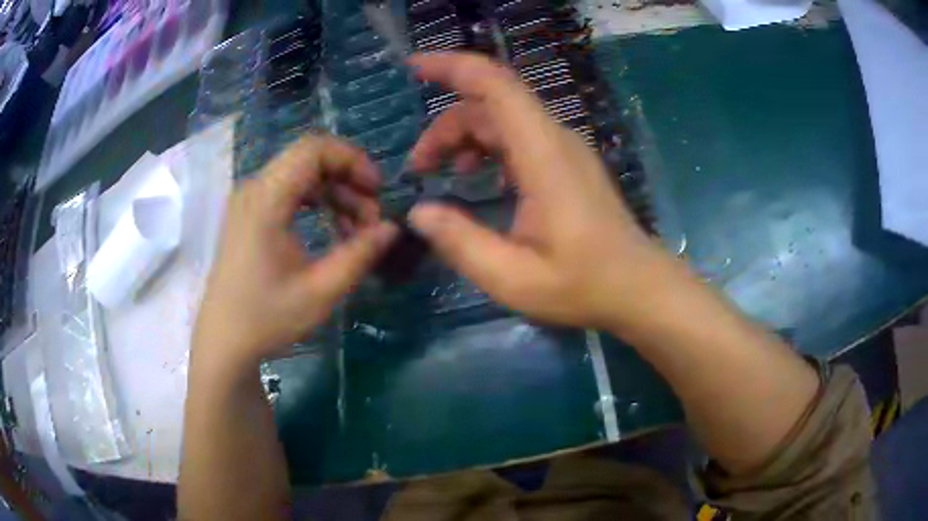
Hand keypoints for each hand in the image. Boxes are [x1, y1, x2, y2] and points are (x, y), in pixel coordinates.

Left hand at [193, 135, 397, 370]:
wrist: (224, 341)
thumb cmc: (267, 318)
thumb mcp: (321, 291)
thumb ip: (360, 254)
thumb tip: (392, 228)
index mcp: (266, 200)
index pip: (313, 149)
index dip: (352, 159)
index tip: (377, 191)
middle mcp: (254, 189)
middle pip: (309, 158)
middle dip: (348, 179)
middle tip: (371, 218)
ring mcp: (249, 200)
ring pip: (301, 174)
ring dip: (334, 193)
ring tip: (355, 230)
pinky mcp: (248, 214)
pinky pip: (289, 190)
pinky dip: (316, 202)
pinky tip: (331, 229)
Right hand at [407, 52, 678, 329]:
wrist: (637, 286)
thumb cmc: (583, 285)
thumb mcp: (514, 277)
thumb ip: (461, 242)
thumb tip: (418, 212)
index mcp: (543, 154)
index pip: (496, 86)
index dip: (452, 66)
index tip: (413, 67)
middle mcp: (555, 139)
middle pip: (491, 103)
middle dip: (445, 125)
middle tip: (418, 168)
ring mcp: (563, 148)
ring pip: (502, 118)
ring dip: (464, 136)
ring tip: (440, 173)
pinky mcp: (566, 161)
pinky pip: (518, 136)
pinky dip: (487, 147)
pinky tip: (477, 179)